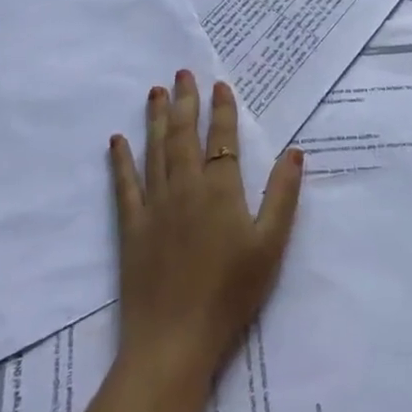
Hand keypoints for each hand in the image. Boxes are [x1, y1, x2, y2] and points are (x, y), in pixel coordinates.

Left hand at [109, 70, 303, 390]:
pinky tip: (117, 140)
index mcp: (221, 189)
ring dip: (155, 118)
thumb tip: (294, 151)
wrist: (175, 338)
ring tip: (155, 91)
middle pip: (183, 135)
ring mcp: (154, 205)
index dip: (222, 109)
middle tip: (182, 73)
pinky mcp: (131, 226)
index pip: (222, 138)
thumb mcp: (271, 245)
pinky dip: (121, 160)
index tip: (220, 84)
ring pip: (155, 150)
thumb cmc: (231, 292)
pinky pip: (124, 184)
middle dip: (184, 101)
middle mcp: (185, 186)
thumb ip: (283, 195)